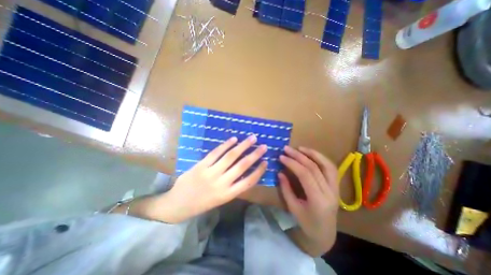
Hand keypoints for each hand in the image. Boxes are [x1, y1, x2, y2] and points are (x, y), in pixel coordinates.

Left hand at [163, 135, 267, 222]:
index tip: (266, 162)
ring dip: (243, 146)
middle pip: (242, 166)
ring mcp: (211, 173)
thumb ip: (232, 186)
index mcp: (228, 194)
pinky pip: (216, 153)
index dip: (259, 171)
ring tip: (252, 138)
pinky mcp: (201, 165)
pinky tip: (234, 139)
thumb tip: (244, 172)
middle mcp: (221, 183)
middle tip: (263, 146)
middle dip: (255, 155)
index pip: (249, 181)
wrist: (176, 205)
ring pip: (230, 157)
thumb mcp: (220, 200)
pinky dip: (226, 145)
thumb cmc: (201, 204)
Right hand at [278, 146, 339, 254]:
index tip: (281, 157)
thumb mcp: (292, 208)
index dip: (292, 163)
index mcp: (318, 200)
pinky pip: (331, 168)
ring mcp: (336, 188)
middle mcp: (330, 192)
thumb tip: (280, 172)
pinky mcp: (337, 186)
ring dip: (313, 154)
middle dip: (299, 156)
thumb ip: (286, 189)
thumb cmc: (307, 224)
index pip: (305, 175)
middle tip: (287, 149)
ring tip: (300, 148)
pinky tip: (311, 154)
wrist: (325, 234)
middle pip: (314, 168)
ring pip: (326, 165)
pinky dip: (321, 158)